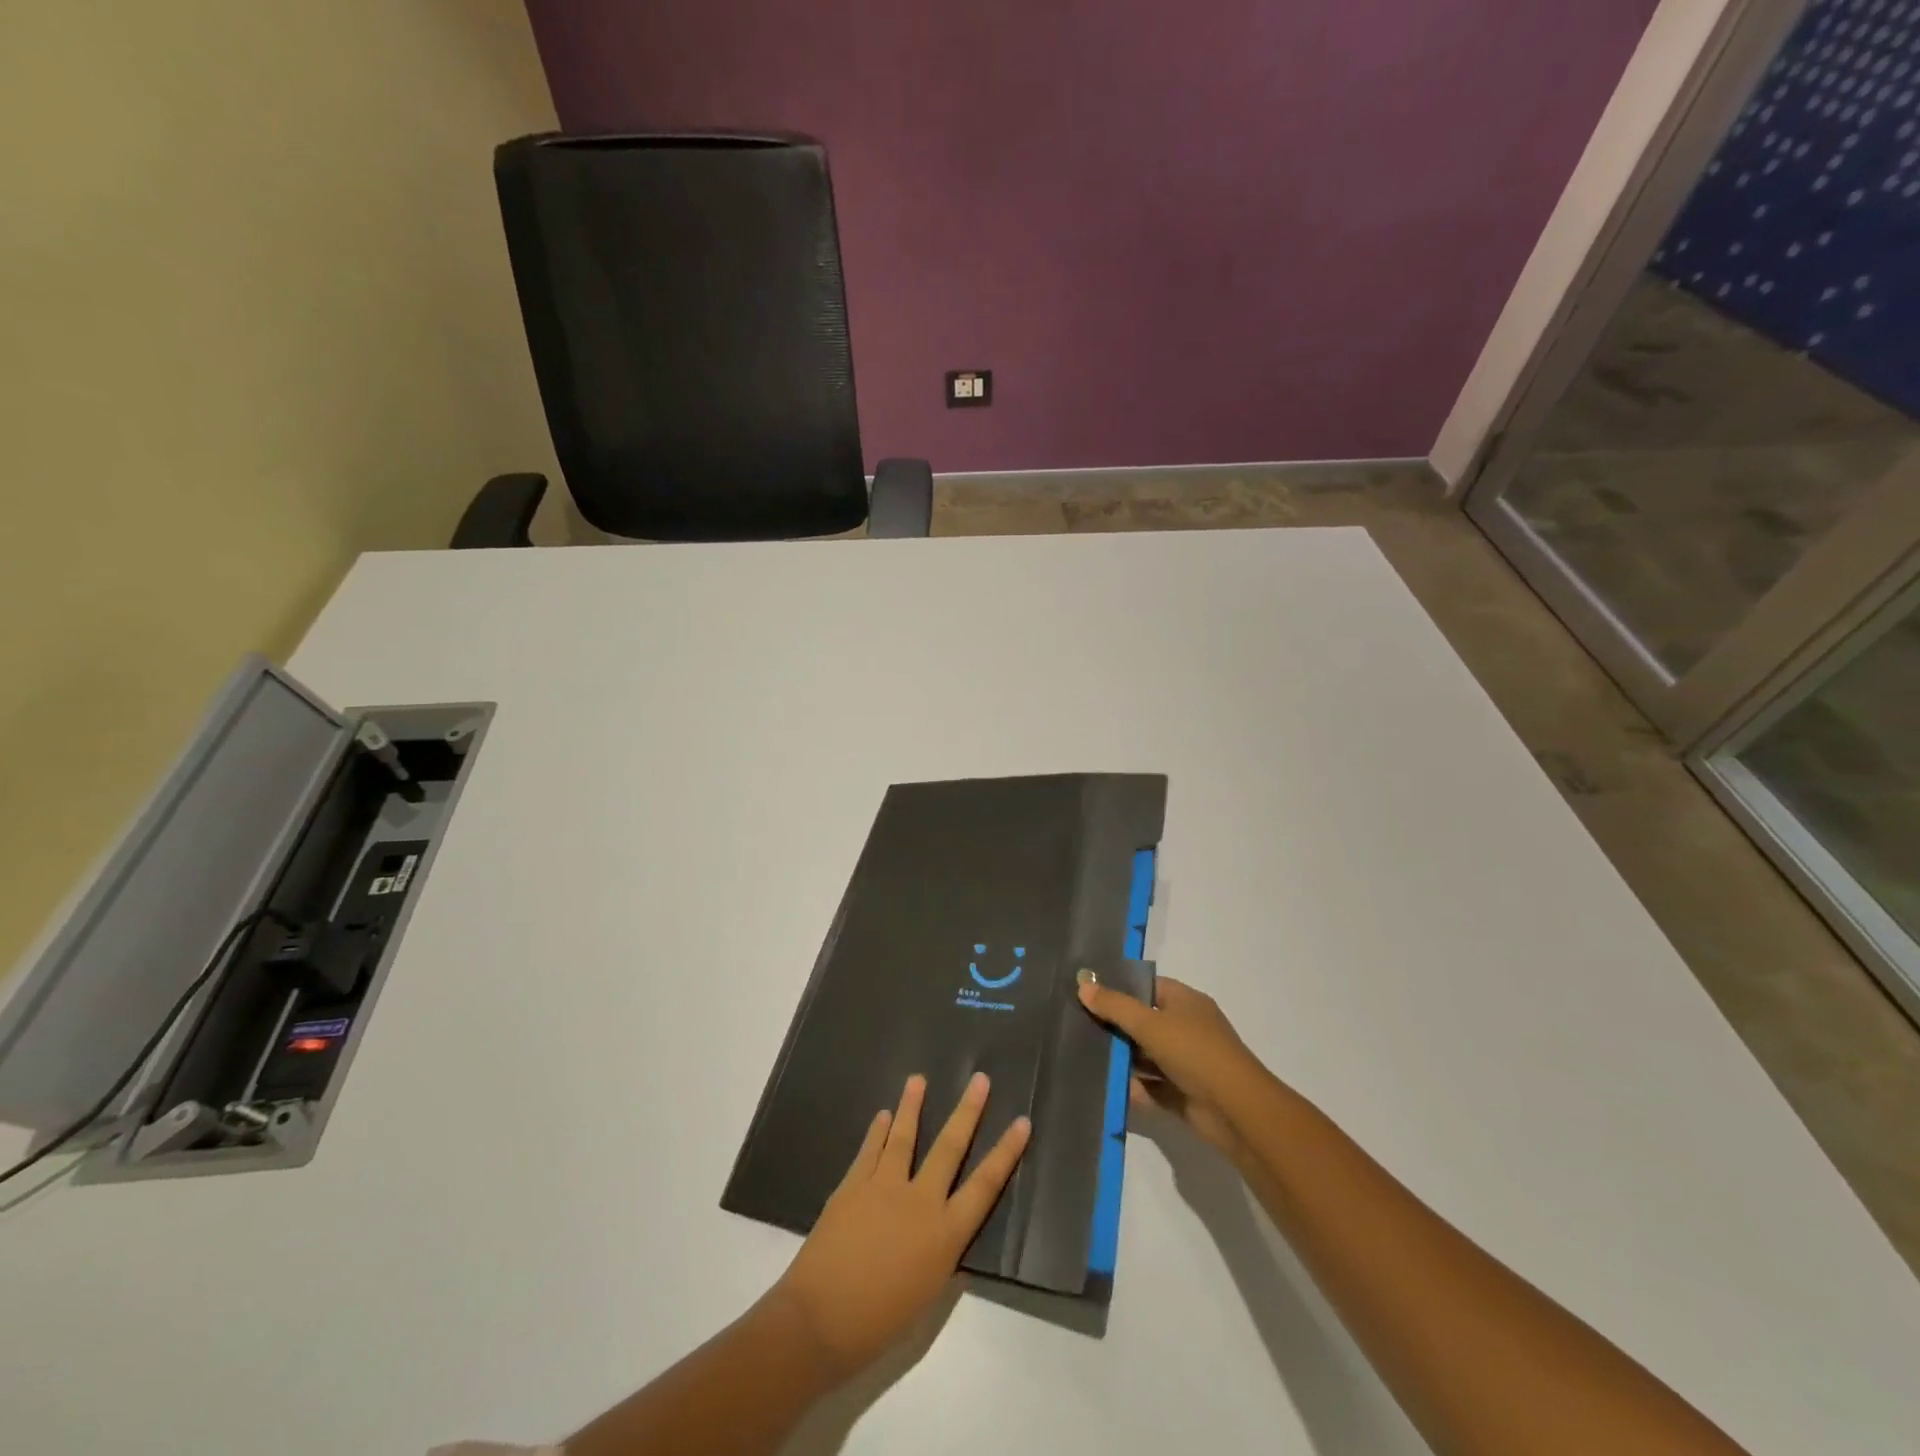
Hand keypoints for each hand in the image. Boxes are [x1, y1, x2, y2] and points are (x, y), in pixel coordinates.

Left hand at [771, 1072, 1029, 1383]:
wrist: (820, 1320)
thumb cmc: (879, 1322)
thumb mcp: (927, 1292)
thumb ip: (939, 1251)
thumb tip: (941, 1226)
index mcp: (945, 1234)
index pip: (986, 1184)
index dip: (1006, 1152)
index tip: (1022, 1122)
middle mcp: (920, 1201)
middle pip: (950, 1147)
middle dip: (968, 1111)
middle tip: (980, 1079)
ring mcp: (884, 1187)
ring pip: (904, 1136)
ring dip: (912, 1106)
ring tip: (918, 1079)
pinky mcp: (853, 1184)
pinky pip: (870, 1150)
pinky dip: (878, 1131)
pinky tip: (883, 1115)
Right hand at [1078, 975, 1270, 1160]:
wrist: (1237, 1112)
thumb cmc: (1195, 1053)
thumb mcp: (1150, 1023)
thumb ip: (1115, 1006)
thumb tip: (1083, 983)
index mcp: (1185, 1002)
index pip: (1148, 986)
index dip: (1120, 987)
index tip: (1087, 992)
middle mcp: (1186, 1028)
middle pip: (1143, 1021)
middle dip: (1114, 1026)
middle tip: (1076, 1025)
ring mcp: (1185, 1062)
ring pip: (1145, 1056)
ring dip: (1120, 1059)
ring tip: (1081, 1055)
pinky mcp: (1182, 1093)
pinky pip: (1150, 1086)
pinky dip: (1132, 1087)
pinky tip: (1102, 1086)